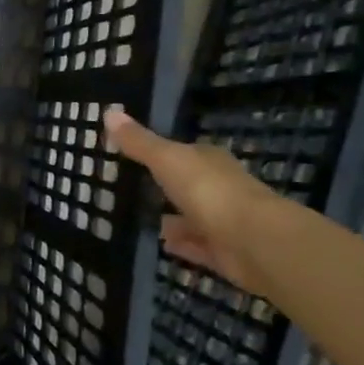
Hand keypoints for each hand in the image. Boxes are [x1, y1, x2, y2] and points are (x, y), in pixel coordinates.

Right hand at [102, 106, 281, 295]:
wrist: (254, 242)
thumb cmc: (209, 191)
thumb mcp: (167, 160)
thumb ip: (139, 142)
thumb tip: (109, 112)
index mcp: (209, 161)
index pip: (185, 152)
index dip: (162, 153)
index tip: (137, 156)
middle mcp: (220, 188)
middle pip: (189, 185)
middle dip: (167, 187)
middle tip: (134, 190)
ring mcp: (224, 221)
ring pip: (193, 217)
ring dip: (173, 219)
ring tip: (142, 220)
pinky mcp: (224, 252)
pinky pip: (196, 246)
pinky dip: (182, 245)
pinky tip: (162, 245)